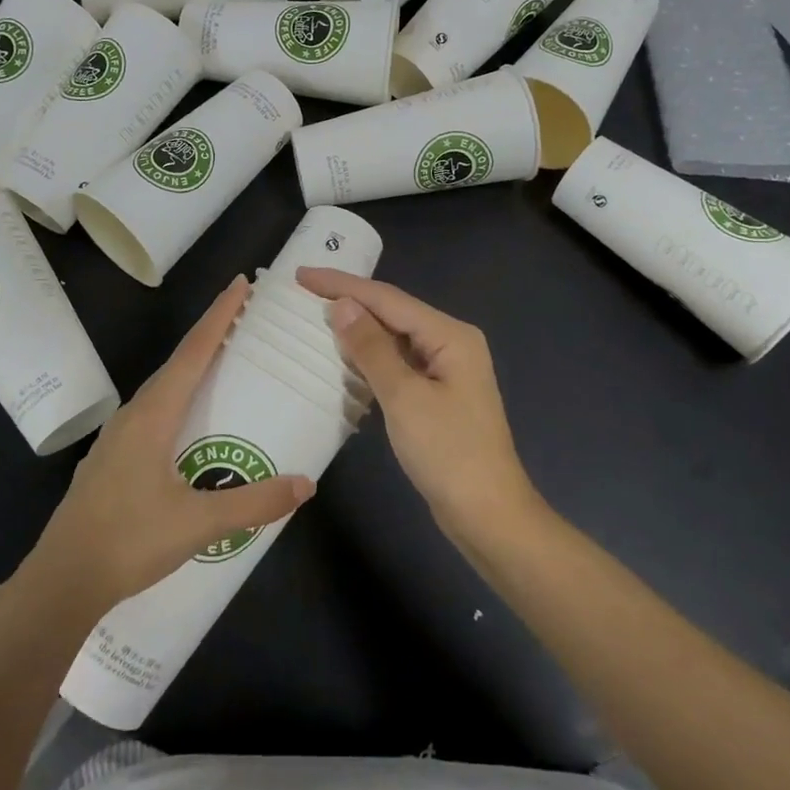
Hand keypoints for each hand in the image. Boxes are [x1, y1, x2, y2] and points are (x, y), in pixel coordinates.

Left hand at [18, 275, 313, 615]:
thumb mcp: (198, 524)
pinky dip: (178, 398)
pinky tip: (188, 420)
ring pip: (162, 389)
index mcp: (152, 416)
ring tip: (223, 362)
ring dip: (192, 368)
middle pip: (177, 363)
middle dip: (210, 335)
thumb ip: (254, 503)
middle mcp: (133, 416)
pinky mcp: (112, 460)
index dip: (218, 316)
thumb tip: (306, 484)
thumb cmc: (128, 541)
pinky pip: (152, 413)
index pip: (193, 353)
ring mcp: (117, 438)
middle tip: (243, 317)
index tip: (240, 283)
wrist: (62, 580)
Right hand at [297, 268, 539, 543]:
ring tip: (314, 317)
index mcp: (450, 335)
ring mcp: (445, 370)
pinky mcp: (436, 394)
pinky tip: (342, 358)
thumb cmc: (448, 453)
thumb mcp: (404, 397)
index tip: (302, 275)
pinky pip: (397, 364)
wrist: (487, 514)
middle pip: (392, 313)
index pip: (388, 299)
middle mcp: (451, 343)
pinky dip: (369, 358)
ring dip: (356, 330)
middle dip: (348, 301)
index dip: (342, 285)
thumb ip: (371, 348)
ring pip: (393, 338)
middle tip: (303, 293)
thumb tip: (342, 304)